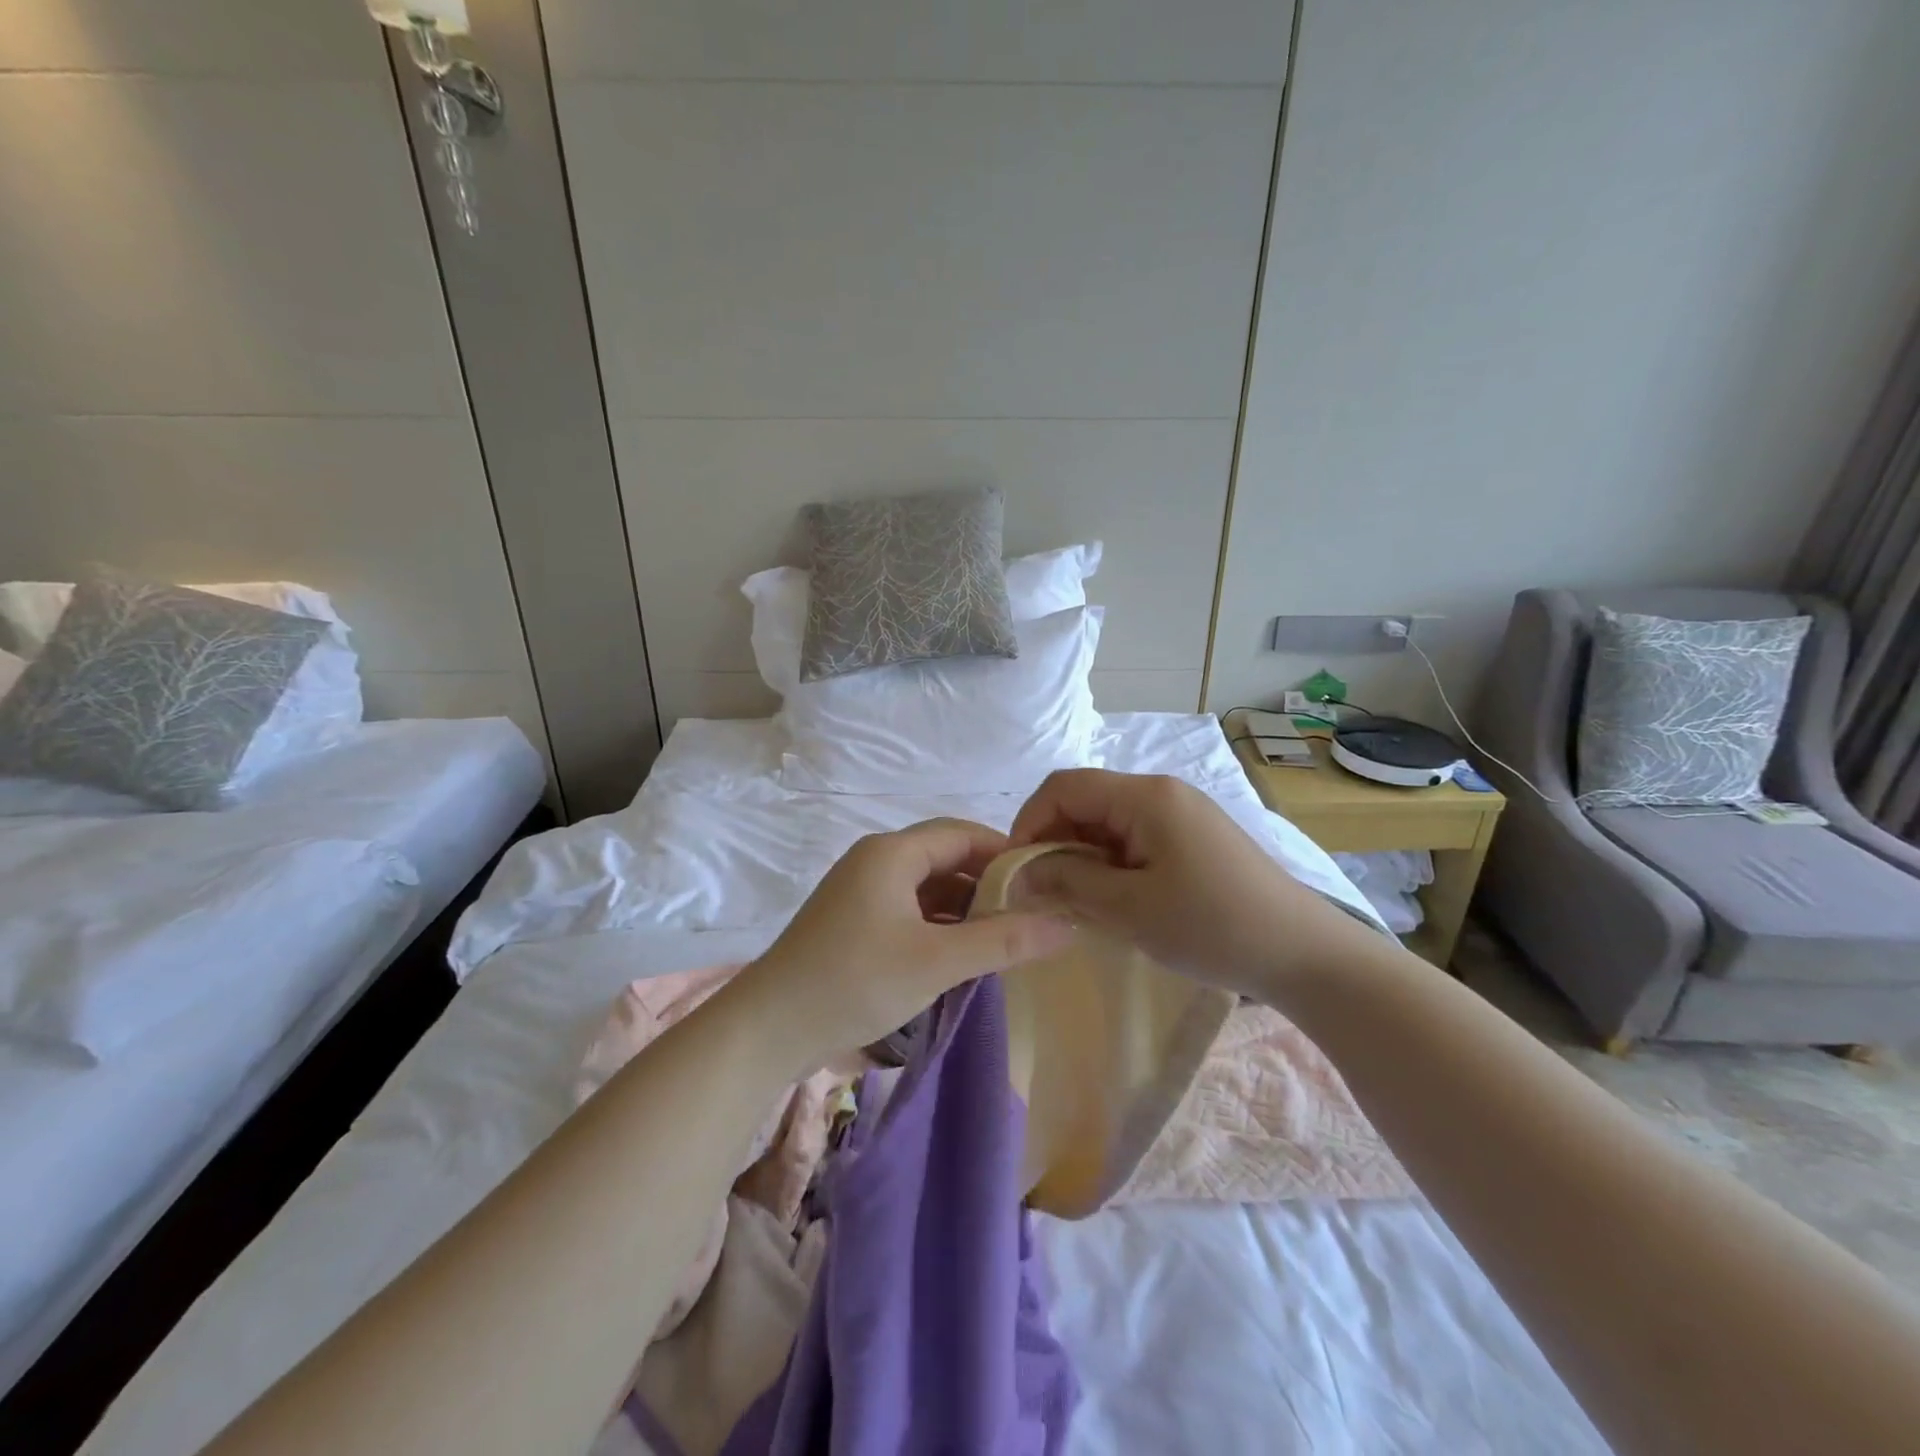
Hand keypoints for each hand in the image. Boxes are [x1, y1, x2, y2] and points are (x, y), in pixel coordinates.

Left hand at [733, 818, 1075, 1068]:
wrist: (768, 1028)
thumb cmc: (855, 981)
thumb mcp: (937, 961)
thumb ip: (1003, 939)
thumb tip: (1067, 923)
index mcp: (892, 853)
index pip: (963, 833)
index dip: (1006, 853)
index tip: (1045, 882)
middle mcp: (876, 860)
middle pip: (946, 857)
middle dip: (988, 883)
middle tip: (1032, 914)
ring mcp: (861, 891)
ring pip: (928, 887)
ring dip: (965, 907)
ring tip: (1006, 938)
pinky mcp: (854, 921)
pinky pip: (909, 909)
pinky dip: (939, 925)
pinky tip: (963, 954)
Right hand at [1008, 769, 1374, 998]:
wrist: (1305, 954)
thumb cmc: (1212, 926)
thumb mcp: (1130, 908)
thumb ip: (1068, 880)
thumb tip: (1019, 872)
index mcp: (1146, 796)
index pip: (1064, 787)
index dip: (1029, 822)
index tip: (1017, 871)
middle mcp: (1162, 791)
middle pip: (1085, 801)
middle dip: (1055, 841)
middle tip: (1045, 893)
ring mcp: (1181, 812)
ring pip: (1108, 821)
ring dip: (1083, 855)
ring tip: (1078, 901)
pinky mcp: (1193, 836)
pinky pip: (1134, 837)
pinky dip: (1111, 862)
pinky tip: (1115, 898)